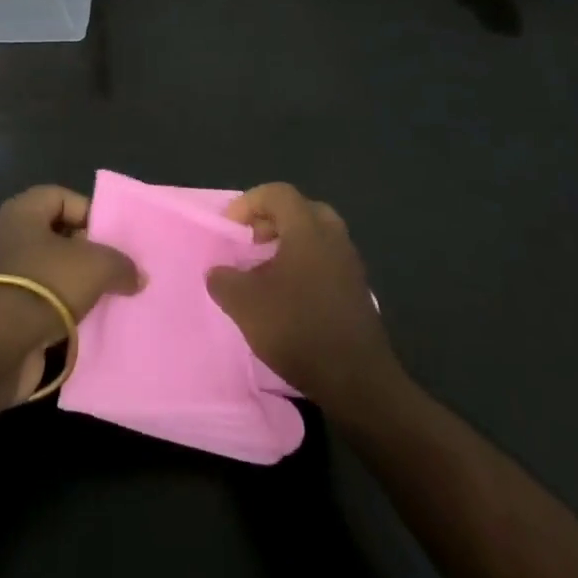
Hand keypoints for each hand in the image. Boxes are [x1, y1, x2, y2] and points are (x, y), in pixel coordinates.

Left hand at [0, 186, 139, 403]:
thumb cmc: (44, 284)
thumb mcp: (95, 266)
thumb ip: (120, 264)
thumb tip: (137, 275)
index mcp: (23, 212)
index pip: (62, 197)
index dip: (89, 212)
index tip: (114, 237)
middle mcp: (10, 237)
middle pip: (57, 235)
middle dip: (87, 251)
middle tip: (116, 269)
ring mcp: (6, 276)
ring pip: (51, 271)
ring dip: (77, 285)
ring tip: (109, 297)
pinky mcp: (6, 311)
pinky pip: (43, 303)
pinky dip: (64, 311)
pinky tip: (88, 323)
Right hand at [207, 183, 402, 413]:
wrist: (358, 383)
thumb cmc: (298, 329)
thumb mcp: (244, 304)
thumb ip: (223, 280)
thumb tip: (218, 272)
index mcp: (308, 230)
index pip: (278, 193)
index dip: (249, 203)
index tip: (231, 229)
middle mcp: (334, 239)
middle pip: (302, 210)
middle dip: (273, 219)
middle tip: (253, 241)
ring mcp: (351, 266)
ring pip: (317, 236)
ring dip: (290, 244)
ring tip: (267, 271)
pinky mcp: (359, 292)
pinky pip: (328, 261)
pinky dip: (306, 265)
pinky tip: (289, 296)